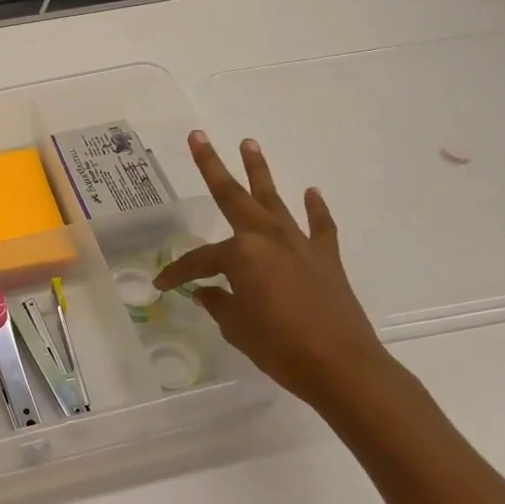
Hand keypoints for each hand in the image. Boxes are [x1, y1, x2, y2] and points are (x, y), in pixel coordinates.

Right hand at [153, 133, 395, 410]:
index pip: (199, 260)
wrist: (343, 367)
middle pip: (233, 196)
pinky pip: (319, 226)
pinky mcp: (326, 258)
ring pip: (274, 199)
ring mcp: (299, 244)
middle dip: (213, 165)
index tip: (162, 286)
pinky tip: (311, 192)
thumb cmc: (279, 346)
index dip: (177, 273)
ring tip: (249, 143)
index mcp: (240, 254)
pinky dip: (316, 209)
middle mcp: (267, 237)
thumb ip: (219, 303)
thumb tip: (208, 293)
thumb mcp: (237, 327)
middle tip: (199, 136)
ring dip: (260, 171)